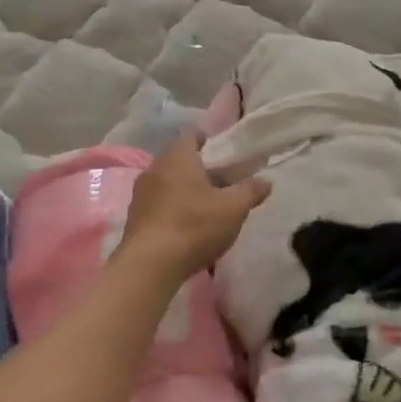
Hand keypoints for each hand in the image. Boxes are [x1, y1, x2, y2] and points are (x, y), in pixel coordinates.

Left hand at [114, 131, 269, 283]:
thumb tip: (266, 181)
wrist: (149, 266)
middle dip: (200, 169)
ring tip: (207, 208)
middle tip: (223, 184)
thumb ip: (251, 191)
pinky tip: (187, 228)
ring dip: (185, 191)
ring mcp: (140, 194)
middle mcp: (155, 168)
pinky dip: (173, 209)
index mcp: (178, 157)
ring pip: (168, 183)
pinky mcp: (134, 218)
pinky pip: (158, 204)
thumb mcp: (233, 208)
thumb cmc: (194, 226)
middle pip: (180, 160)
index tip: (225, 154)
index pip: (192, 135)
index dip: (209, 140)